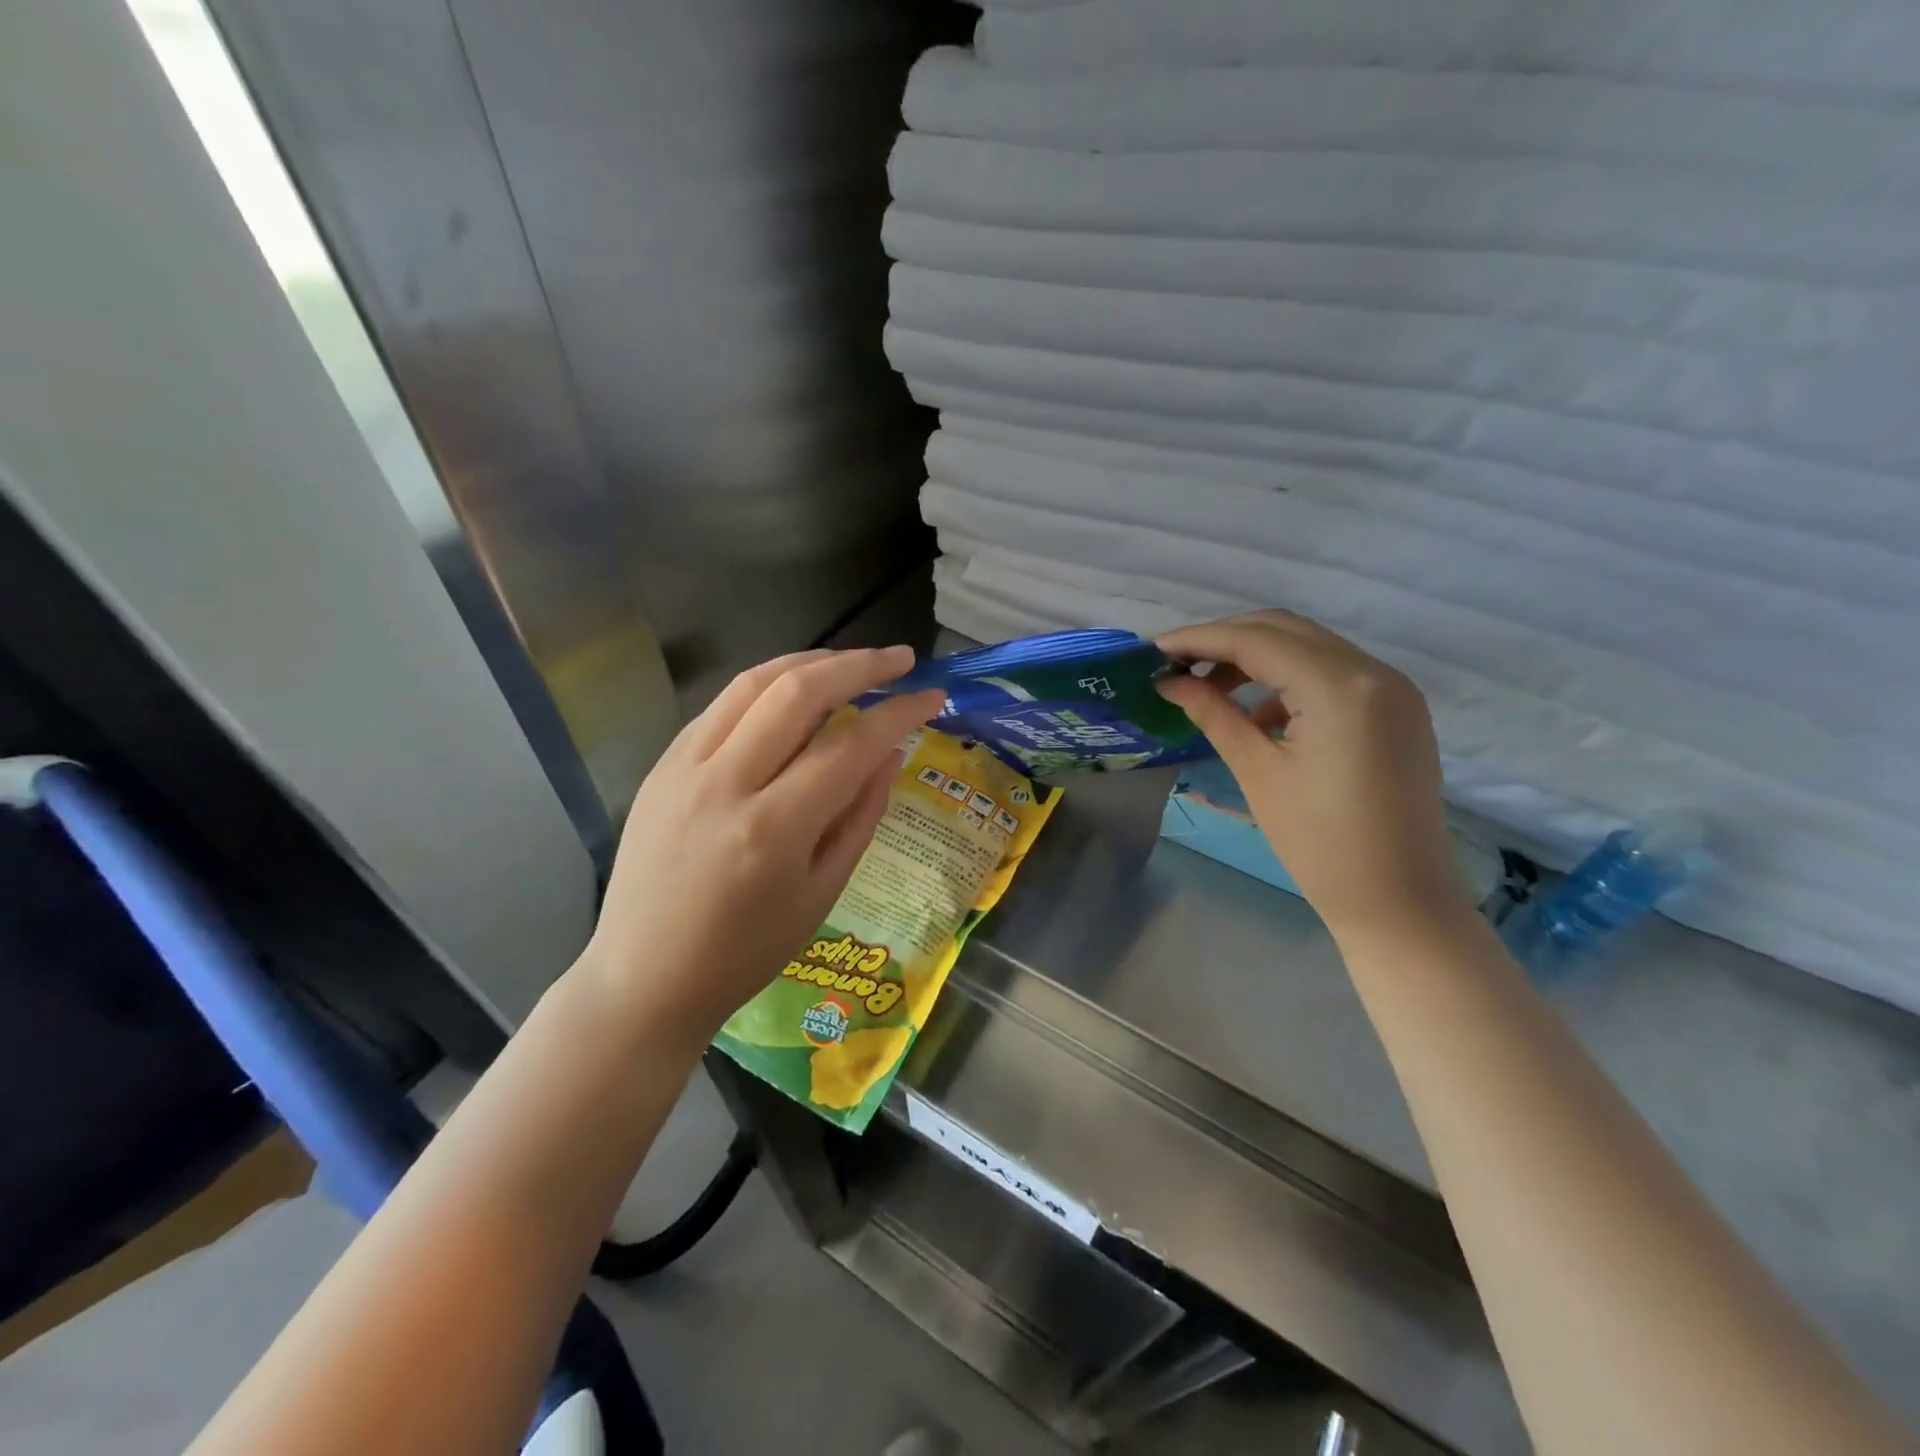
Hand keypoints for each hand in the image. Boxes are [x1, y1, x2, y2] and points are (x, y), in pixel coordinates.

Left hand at [576, 647, 945, 1050]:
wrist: (645, 978)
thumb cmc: (747, 952)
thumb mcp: (823, 892)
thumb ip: (861, 814)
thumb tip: (891, 751)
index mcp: (774, 828)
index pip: (850, 744)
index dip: (899, 712)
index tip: (932, 696)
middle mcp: (725, 783)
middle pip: (798, 691)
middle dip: (858, 664)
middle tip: (900, 660)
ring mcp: (683, 768)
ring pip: (754, 683)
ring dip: (810, 661)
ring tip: (851, 663)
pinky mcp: (662, 765)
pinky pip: (722, 707)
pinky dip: (767, 687)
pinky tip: (793, 694)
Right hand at [1157, 612, 1469, 943]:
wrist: (1400, 903)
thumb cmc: (1319, 844)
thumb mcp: (1258, 773)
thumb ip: (1213, 714)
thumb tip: (1169, 681)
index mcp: (1340, 687)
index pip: (1257, 640)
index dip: (1199, 639)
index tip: (1152, 650)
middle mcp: (1374, 672)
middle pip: (1285, 630)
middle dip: (1225, 640)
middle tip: (1176, 665)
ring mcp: (1393, 689)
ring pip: (1310, 647)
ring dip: (1256, 657)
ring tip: (1209, 688)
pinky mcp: (1397, 709)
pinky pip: (1333, 673)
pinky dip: (1289, 679)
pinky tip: (1257, 713)